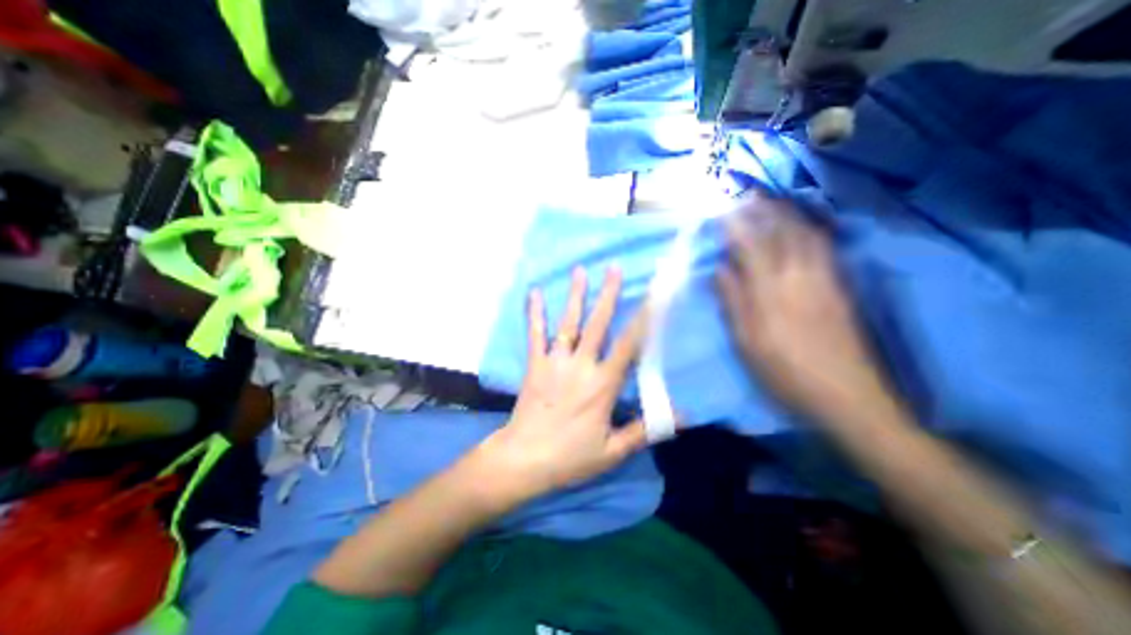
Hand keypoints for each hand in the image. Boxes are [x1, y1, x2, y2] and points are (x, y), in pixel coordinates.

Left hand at [469, 266, 643, 502]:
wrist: (524, 459)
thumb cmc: (570, 456)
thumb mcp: (613, 450)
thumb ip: (646, 429)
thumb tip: (683, 416)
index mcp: (603, 385)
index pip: (629, 346)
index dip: (643, 320)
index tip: (653, 297)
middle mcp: (581, 366)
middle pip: (598, 324)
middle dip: (608, 295)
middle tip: (614, 268)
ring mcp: (555, 362)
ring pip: (568, 323)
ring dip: (575, 296)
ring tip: (580, 271)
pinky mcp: (535, 364)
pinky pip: (535, 334)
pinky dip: (534, 313)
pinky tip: (533, 292)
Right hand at [719, 193, 886, 421]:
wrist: (848, 396)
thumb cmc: (785, 372)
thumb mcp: (747, 343)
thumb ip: (733, 302)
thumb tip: (720, 269)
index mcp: (771, 292)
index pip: (751, 247)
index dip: (736, 226)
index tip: (723, 212)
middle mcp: (800, 277)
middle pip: (782, 234)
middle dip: (764, 211)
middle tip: (748, 196)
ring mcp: (825, 280)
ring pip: (806, 236)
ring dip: (789, 215)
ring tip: (773, 203)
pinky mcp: (842, 287)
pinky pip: (826, 248)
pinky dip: (812, 230)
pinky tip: (805, 227)